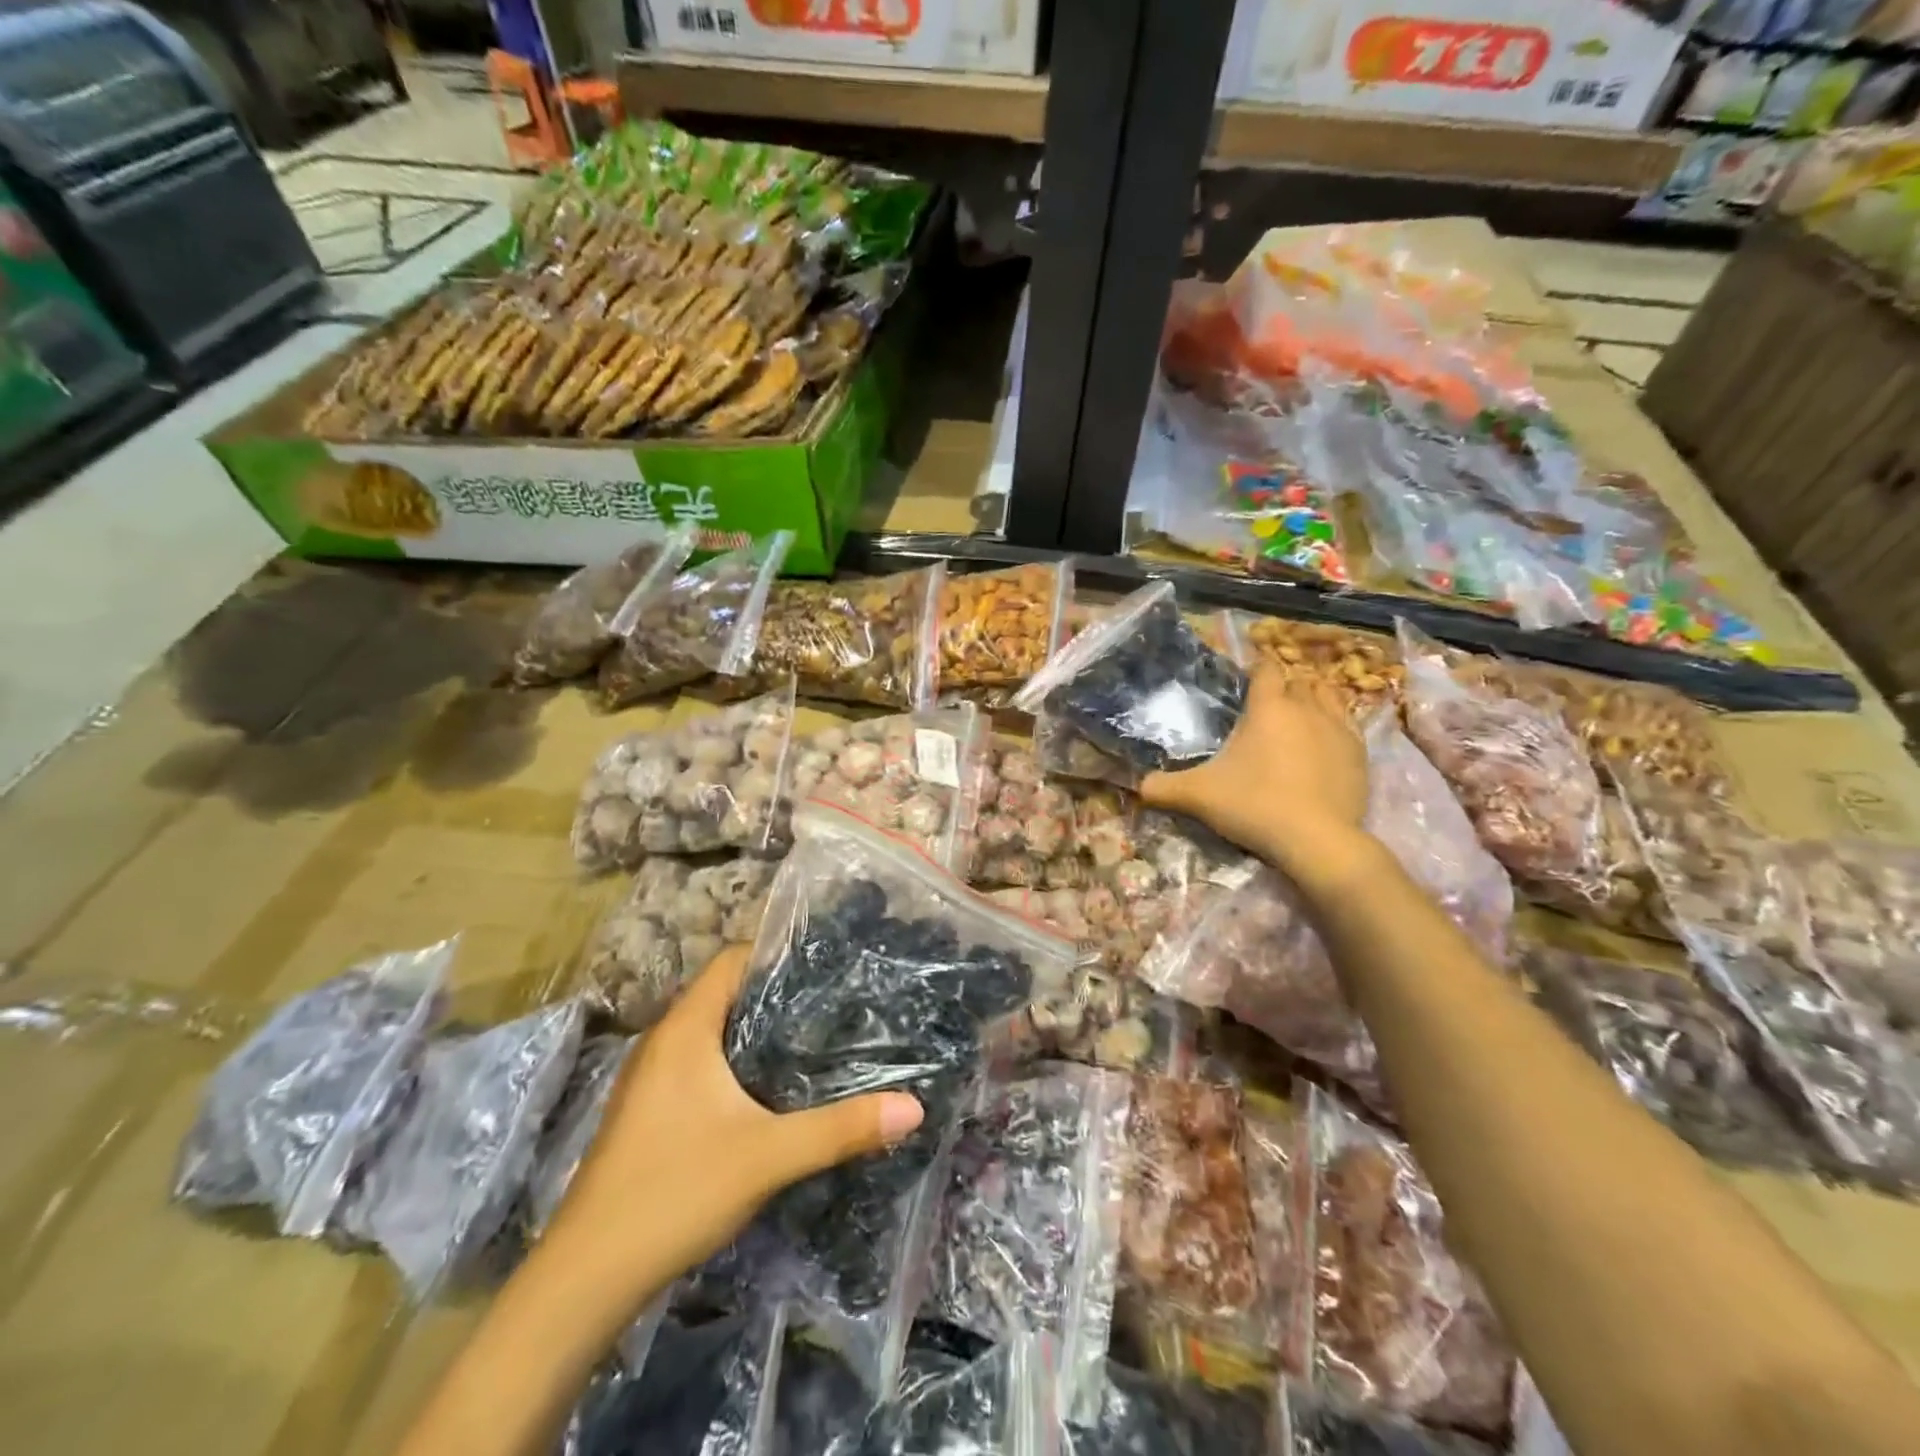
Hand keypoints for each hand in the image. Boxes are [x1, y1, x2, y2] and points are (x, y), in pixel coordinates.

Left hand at [547, 945, 923, 1298]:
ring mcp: (651, 1078)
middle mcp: (664, 1041)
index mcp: (685, 1029)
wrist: (585, 1279)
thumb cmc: (674, 1192)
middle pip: (727, 992)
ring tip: (815, 1036)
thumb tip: (914, 1107)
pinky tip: (771, 1088)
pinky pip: (702, 1062)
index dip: (778, 952)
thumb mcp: (768, 1156)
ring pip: (714, 1030)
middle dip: (779, 991)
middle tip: (836, 999)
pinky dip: (737, 1061)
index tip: (829, 961)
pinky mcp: (650, 1111)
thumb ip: (841, 1128)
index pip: (733, 959)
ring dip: (758, 1029)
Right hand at [1142, 665, 1367, 872]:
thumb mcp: (1198, 796)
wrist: (1317, 840)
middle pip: (1299, 680)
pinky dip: (1334, 726)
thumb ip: (1164, 788)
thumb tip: (1137, 786)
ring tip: (1299, 717)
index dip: (1255, 669)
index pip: (1265, 669)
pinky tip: (1323, 745)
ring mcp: (1339, 729)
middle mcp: (1306, 708)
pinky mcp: (1360, 754)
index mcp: (1268, 708)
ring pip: (1329, 696)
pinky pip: (1348, 725)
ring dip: (1314, 699)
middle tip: (1267, 706)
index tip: (1246, 680)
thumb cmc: (1254, 805)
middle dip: (1284, 686)